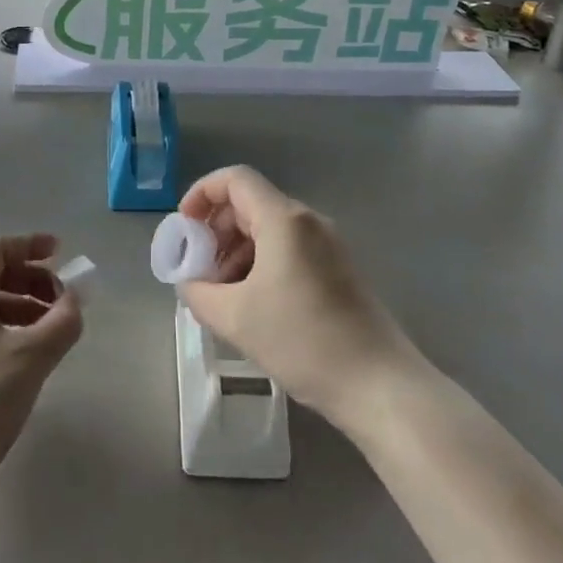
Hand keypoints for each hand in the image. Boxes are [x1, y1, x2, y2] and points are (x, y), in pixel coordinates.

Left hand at [0, 234, 82, 500]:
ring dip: (22, 307)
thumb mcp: (31, 359)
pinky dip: (6, 330)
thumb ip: (62, 322)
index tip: (61, 253)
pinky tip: (26, 358)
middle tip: (63, 300)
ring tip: (52, 332)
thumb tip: (74, 302)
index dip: (29, 245)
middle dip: (31, 280)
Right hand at [178, 167, 420, 431]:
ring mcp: (327, 244)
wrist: (377, 383)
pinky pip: (289, 249)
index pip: (235, 179)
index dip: (202, 193)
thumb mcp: (235, 319)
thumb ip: (198, 292)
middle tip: (199, 269)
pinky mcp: (337, 268)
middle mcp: (308, 221)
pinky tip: (252, 304)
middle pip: (251, 203)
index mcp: (283, 220)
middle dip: (217, 230)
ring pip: (269, 228)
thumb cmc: (303, 341)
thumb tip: (189, 281)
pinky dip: (261, 263)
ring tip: (223, 294)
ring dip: (237, 250)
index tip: (184, 227)